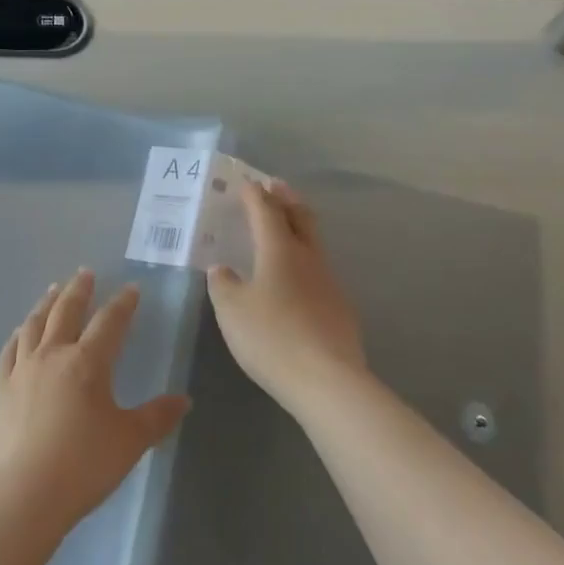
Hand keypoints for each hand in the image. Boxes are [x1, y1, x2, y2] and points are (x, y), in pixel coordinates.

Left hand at [0, 270, 189, 532]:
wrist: (22, 493)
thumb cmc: (82, 465)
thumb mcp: (129, 441)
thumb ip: (157, 417)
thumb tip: (184, 400)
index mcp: (87, 362)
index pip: (110, 322)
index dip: (122, 304)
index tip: (131, 289)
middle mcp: (53, 355)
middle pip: (66, 311)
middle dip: (79, 290)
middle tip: (85, 273)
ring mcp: (22, 369)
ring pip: (35, 324)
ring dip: (46, 303)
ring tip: (53, 290)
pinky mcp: (0, 388)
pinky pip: (10, 350)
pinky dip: (18, 334)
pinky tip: (20, 331)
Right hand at [207, 181, 365, 411]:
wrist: (328, 381)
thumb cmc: (271, 337)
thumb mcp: (232, 310)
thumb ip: (224, 284)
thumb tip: (223, 269)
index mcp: (279, 250)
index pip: (266, 211)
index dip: (255, 195)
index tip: (246, 183)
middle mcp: (308, 258)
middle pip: (300, 217)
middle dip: (286, 199)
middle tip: (276, 186)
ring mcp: (329, 282)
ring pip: (313, 243)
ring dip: (298, 228)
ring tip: (284, 229)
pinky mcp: (340, 309)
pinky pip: (319, 271)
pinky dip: (304, 262)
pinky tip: (296, 280)